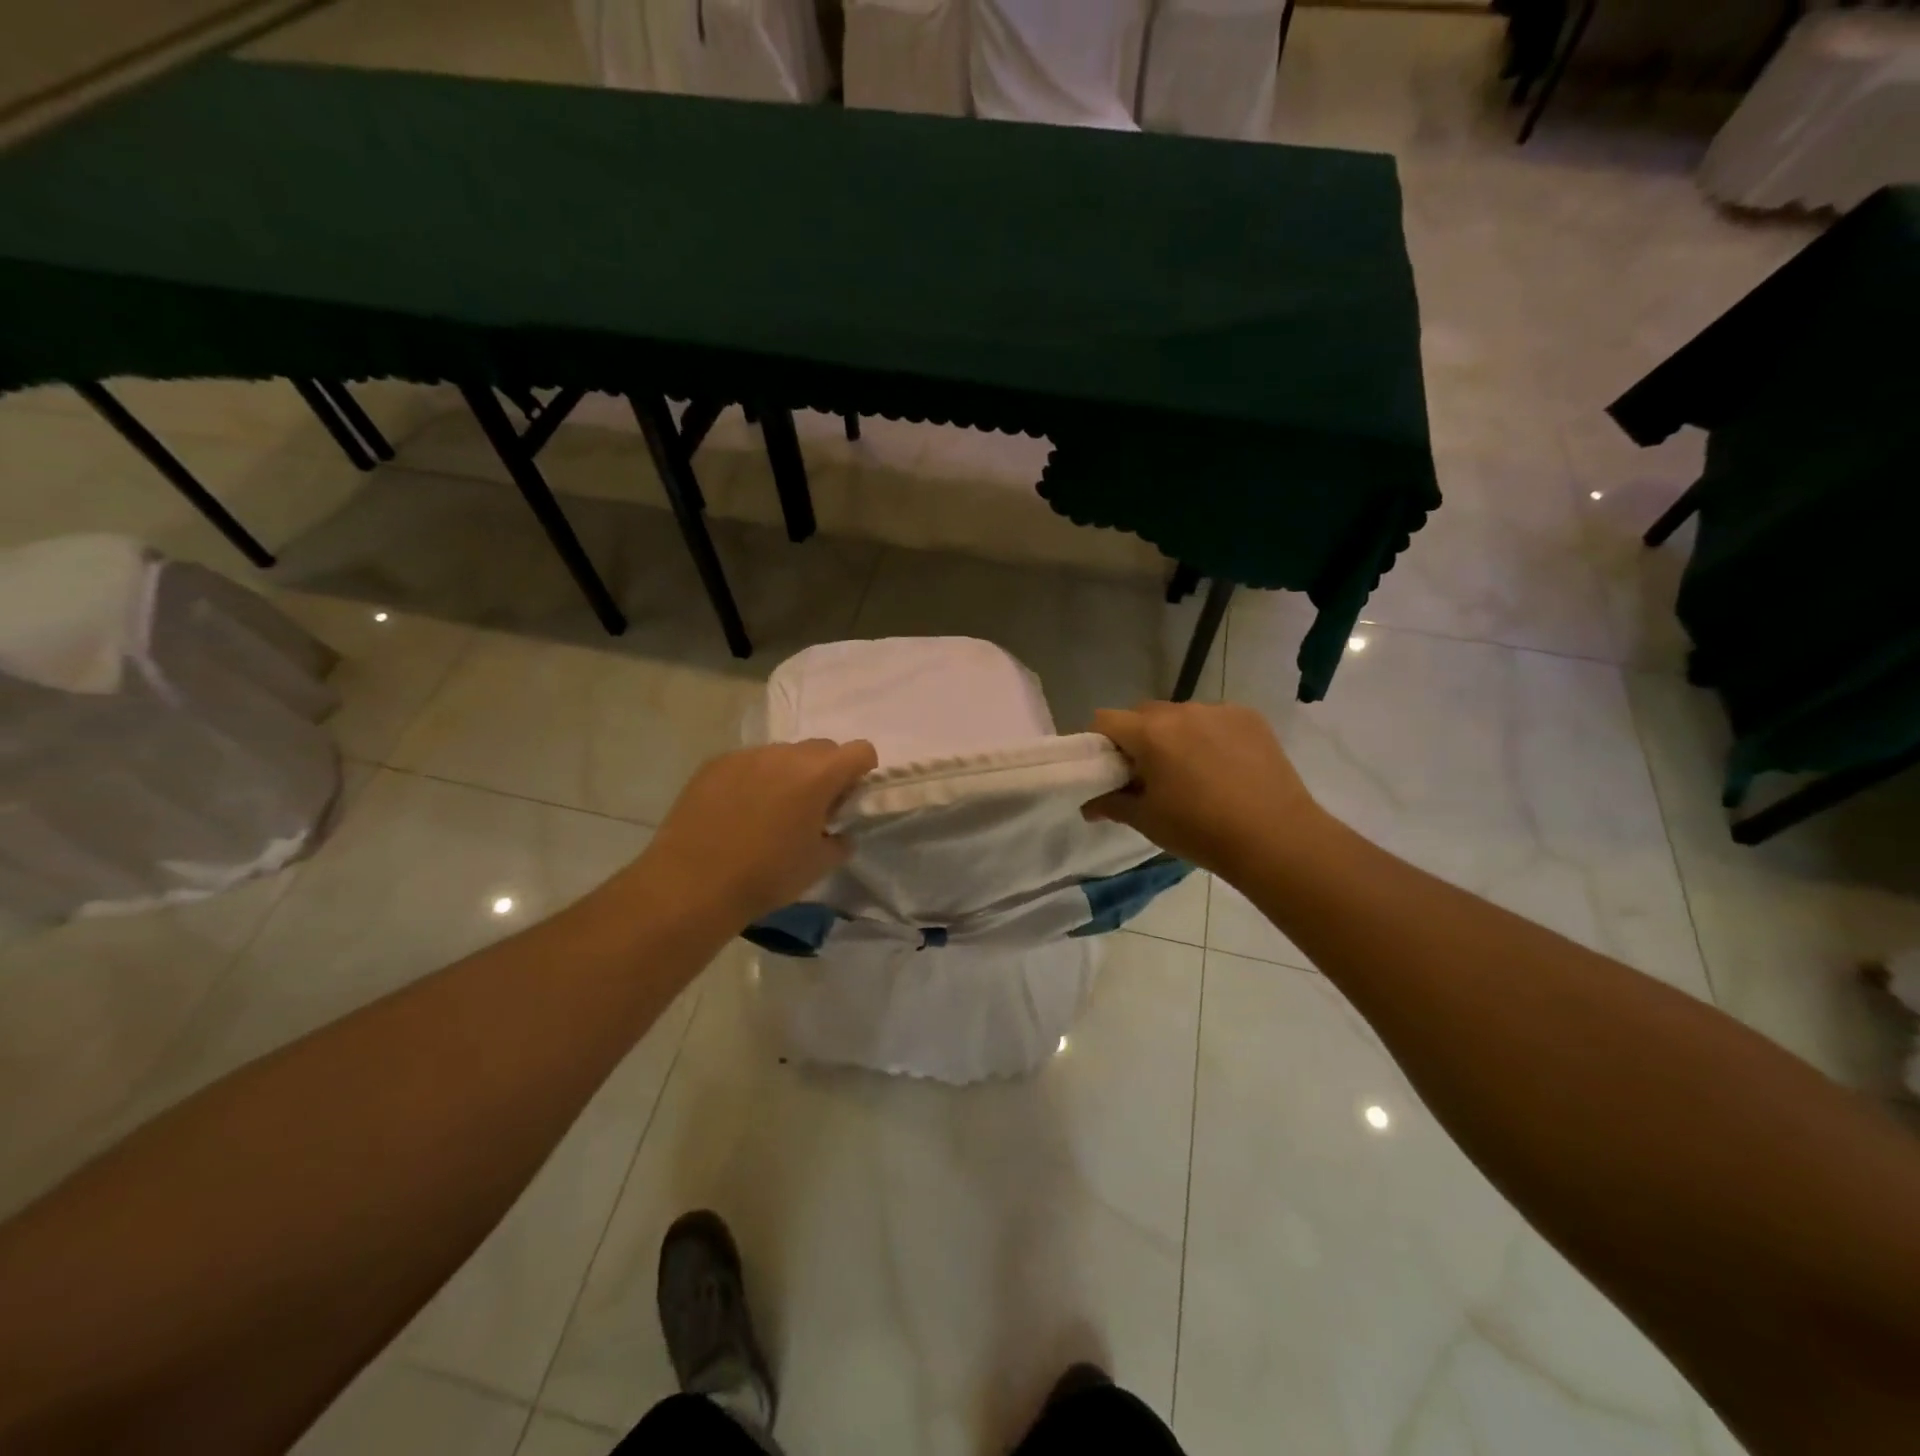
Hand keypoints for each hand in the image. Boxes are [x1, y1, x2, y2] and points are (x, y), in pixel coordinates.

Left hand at [635, 739, 876, 925]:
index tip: (847, 799)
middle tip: (811, 808)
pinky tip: (738, 812)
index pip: (860, 750)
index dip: (862, 771)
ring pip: (783, 754)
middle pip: (822, 748)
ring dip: (788, 774)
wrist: (692, 883)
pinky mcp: (715, 764)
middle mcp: (785, 755)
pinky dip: (754, 779)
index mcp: (818, 775)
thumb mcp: (818, 866)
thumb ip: (840, 841)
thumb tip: (839, 832)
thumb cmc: (766, 876)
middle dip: (826, 772)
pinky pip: (749, 763)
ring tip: (769, 811)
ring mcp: (747, 756)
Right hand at [1085, 702, 1321, 877]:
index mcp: (1150, 733)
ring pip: (1180, 715)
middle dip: (1138, 738)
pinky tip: (1224, 767)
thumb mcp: (1147, 821)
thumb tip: (1089, 804)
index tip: (1111, 769)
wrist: (1275, 838)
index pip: (1105, 719)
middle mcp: (1182, 711)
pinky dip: (1208, 736)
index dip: (1101, 742)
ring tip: (1193, 773)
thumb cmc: (1200, 831)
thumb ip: (1112, 804)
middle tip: (1150, 775)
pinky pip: (1214, 719)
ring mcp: (1219, 711)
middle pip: (1143, 714)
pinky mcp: (1249, 717)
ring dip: (1175, 736)